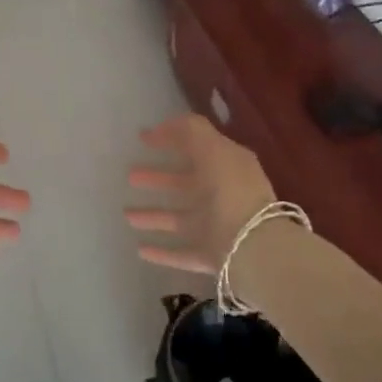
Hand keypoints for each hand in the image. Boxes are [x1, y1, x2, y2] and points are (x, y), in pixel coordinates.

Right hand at [125, 114, 275, 272]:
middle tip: (130, 175)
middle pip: (185, 184)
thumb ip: (191, 132)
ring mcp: (217, 228)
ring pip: (179, 219)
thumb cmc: (232, 193)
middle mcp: (223, 196)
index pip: (197, 147)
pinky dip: (162, 252)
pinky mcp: (210, 257)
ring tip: (127, 215)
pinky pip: (181, 253)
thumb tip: (166, 124)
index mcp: (229, 167)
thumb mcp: (213, 150)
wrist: (254, 248)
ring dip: (154, 215)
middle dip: (158, 178)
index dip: (171, 139)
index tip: (141, 138)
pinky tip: (140, 249)